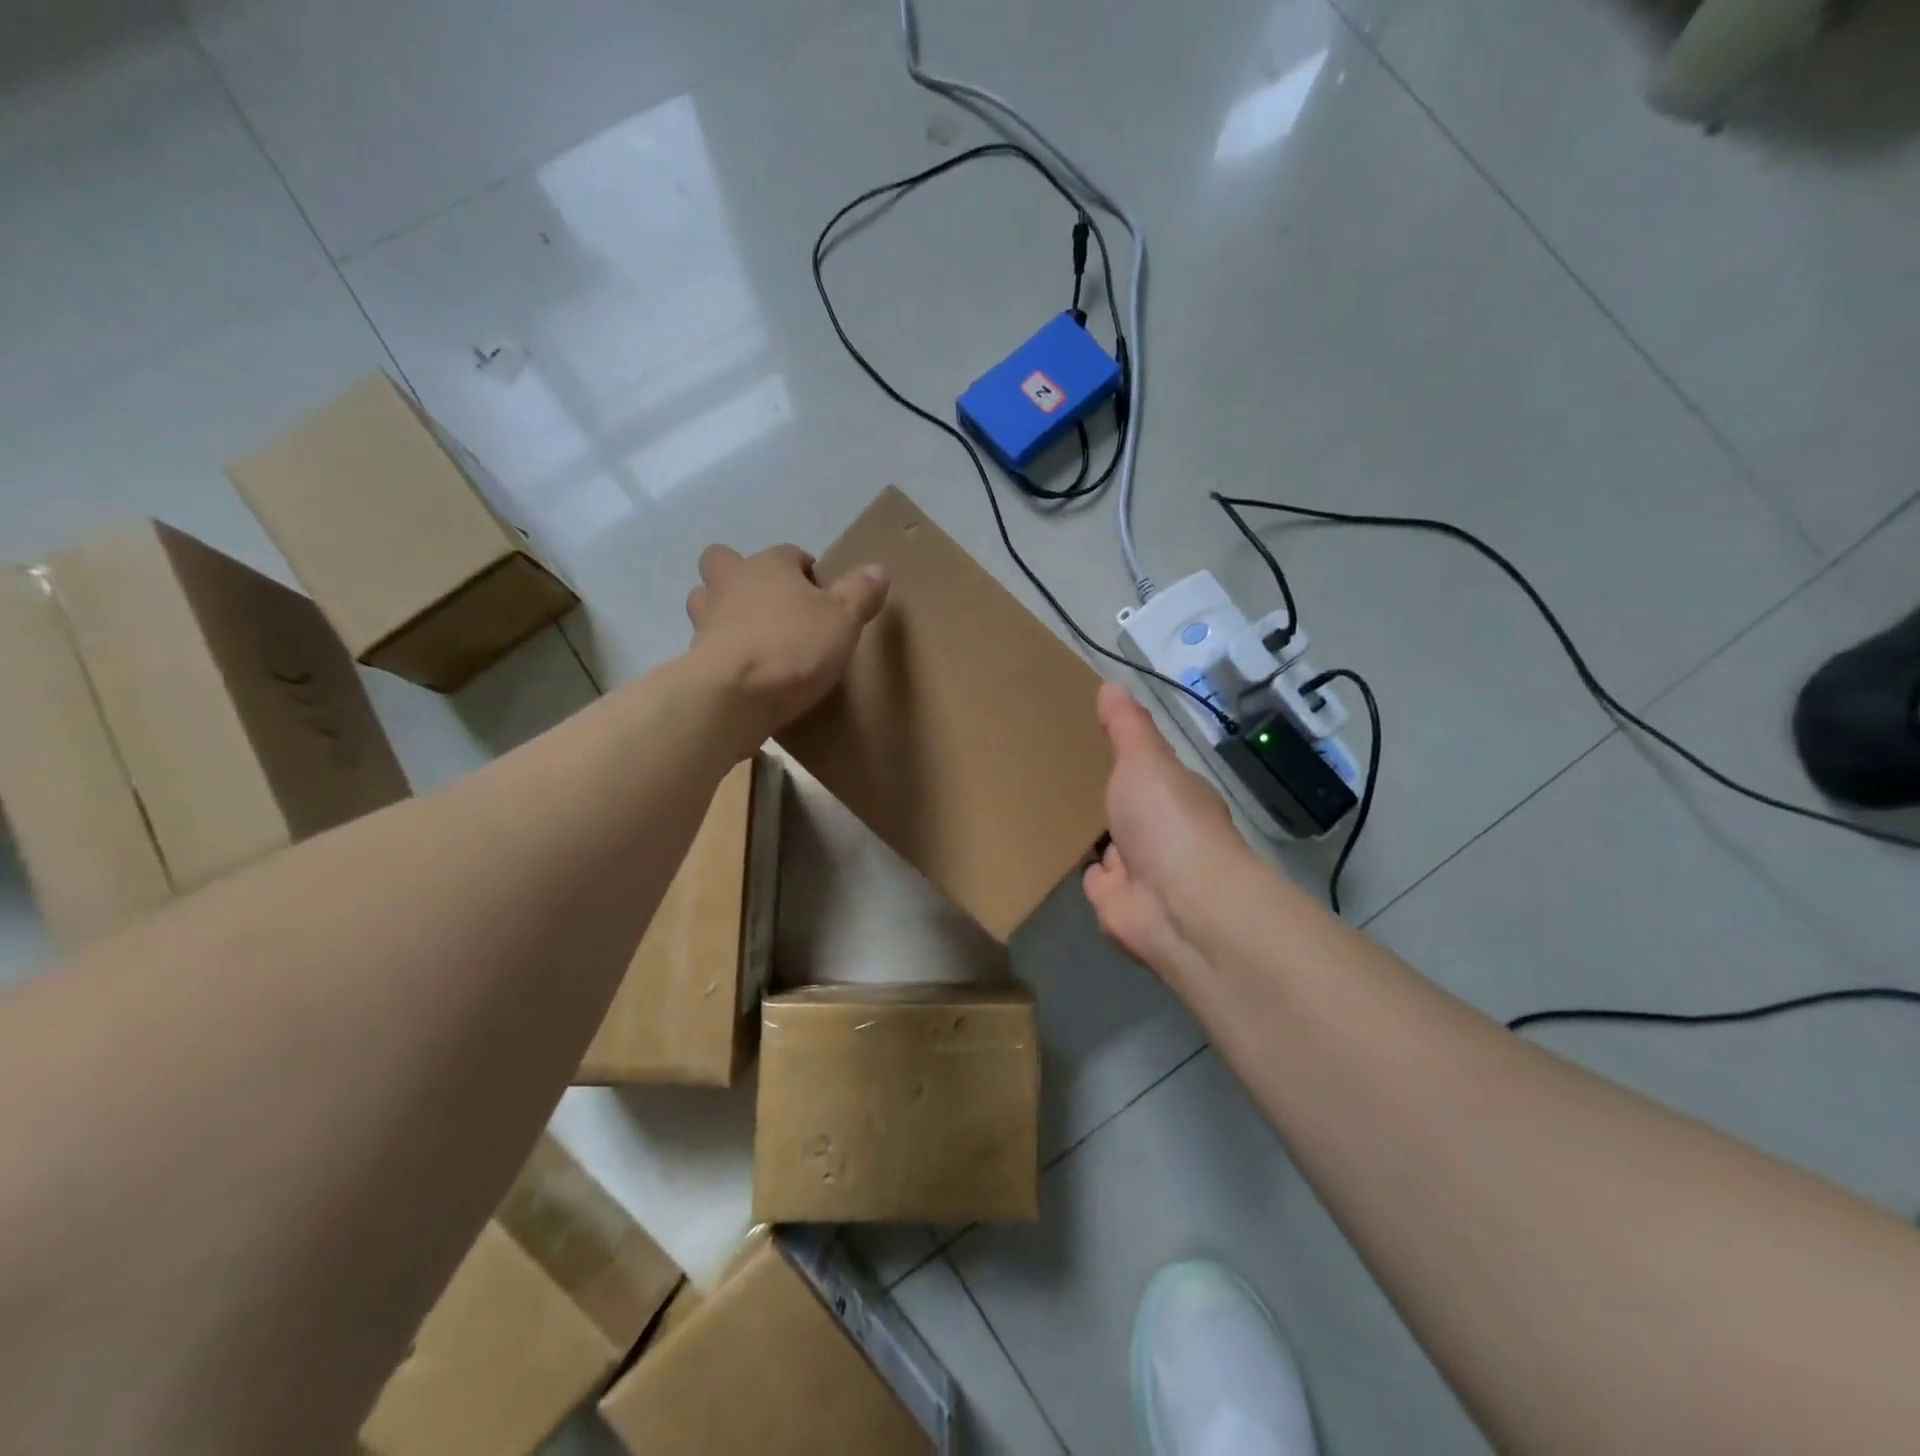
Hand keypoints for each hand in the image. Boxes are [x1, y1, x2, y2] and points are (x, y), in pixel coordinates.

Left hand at [686, 543, 887, 743]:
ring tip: (752, 638)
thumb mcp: (843, 619)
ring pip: (706, 602)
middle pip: (725, 562)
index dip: (808, 573)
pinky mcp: (694, 657)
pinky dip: (722, 652)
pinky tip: (744, 672)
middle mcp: (731, 583)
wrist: (734, 696)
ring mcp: (706, 620)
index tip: (825, 602)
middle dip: (743, 576)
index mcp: (768, 566)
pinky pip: (707, 644)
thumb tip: (877, 569)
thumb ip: (860, 592)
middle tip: (772, 606)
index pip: (790, 554)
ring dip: (724, 612)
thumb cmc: (793, 646)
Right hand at [1083, 682, 1246, 981]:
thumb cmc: (1166, 820)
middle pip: (1127, 811)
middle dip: (1103, 800)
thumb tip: (1112, 684)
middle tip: (1057, 773)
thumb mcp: (1145, 759)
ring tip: (1048, 809)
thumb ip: (1127, 726)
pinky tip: (1053, 853)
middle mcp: (1161, 833)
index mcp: (1174, 795)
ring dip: (1090, 837)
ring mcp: (1140, 872)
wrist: (1178, 903)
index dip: (1126, 760)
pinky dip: (1081, 871)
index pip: (1149, 773)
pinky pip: (1094, 882)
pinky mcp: (1116, 904)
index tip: (1091, 741)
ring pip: (1109, 848)